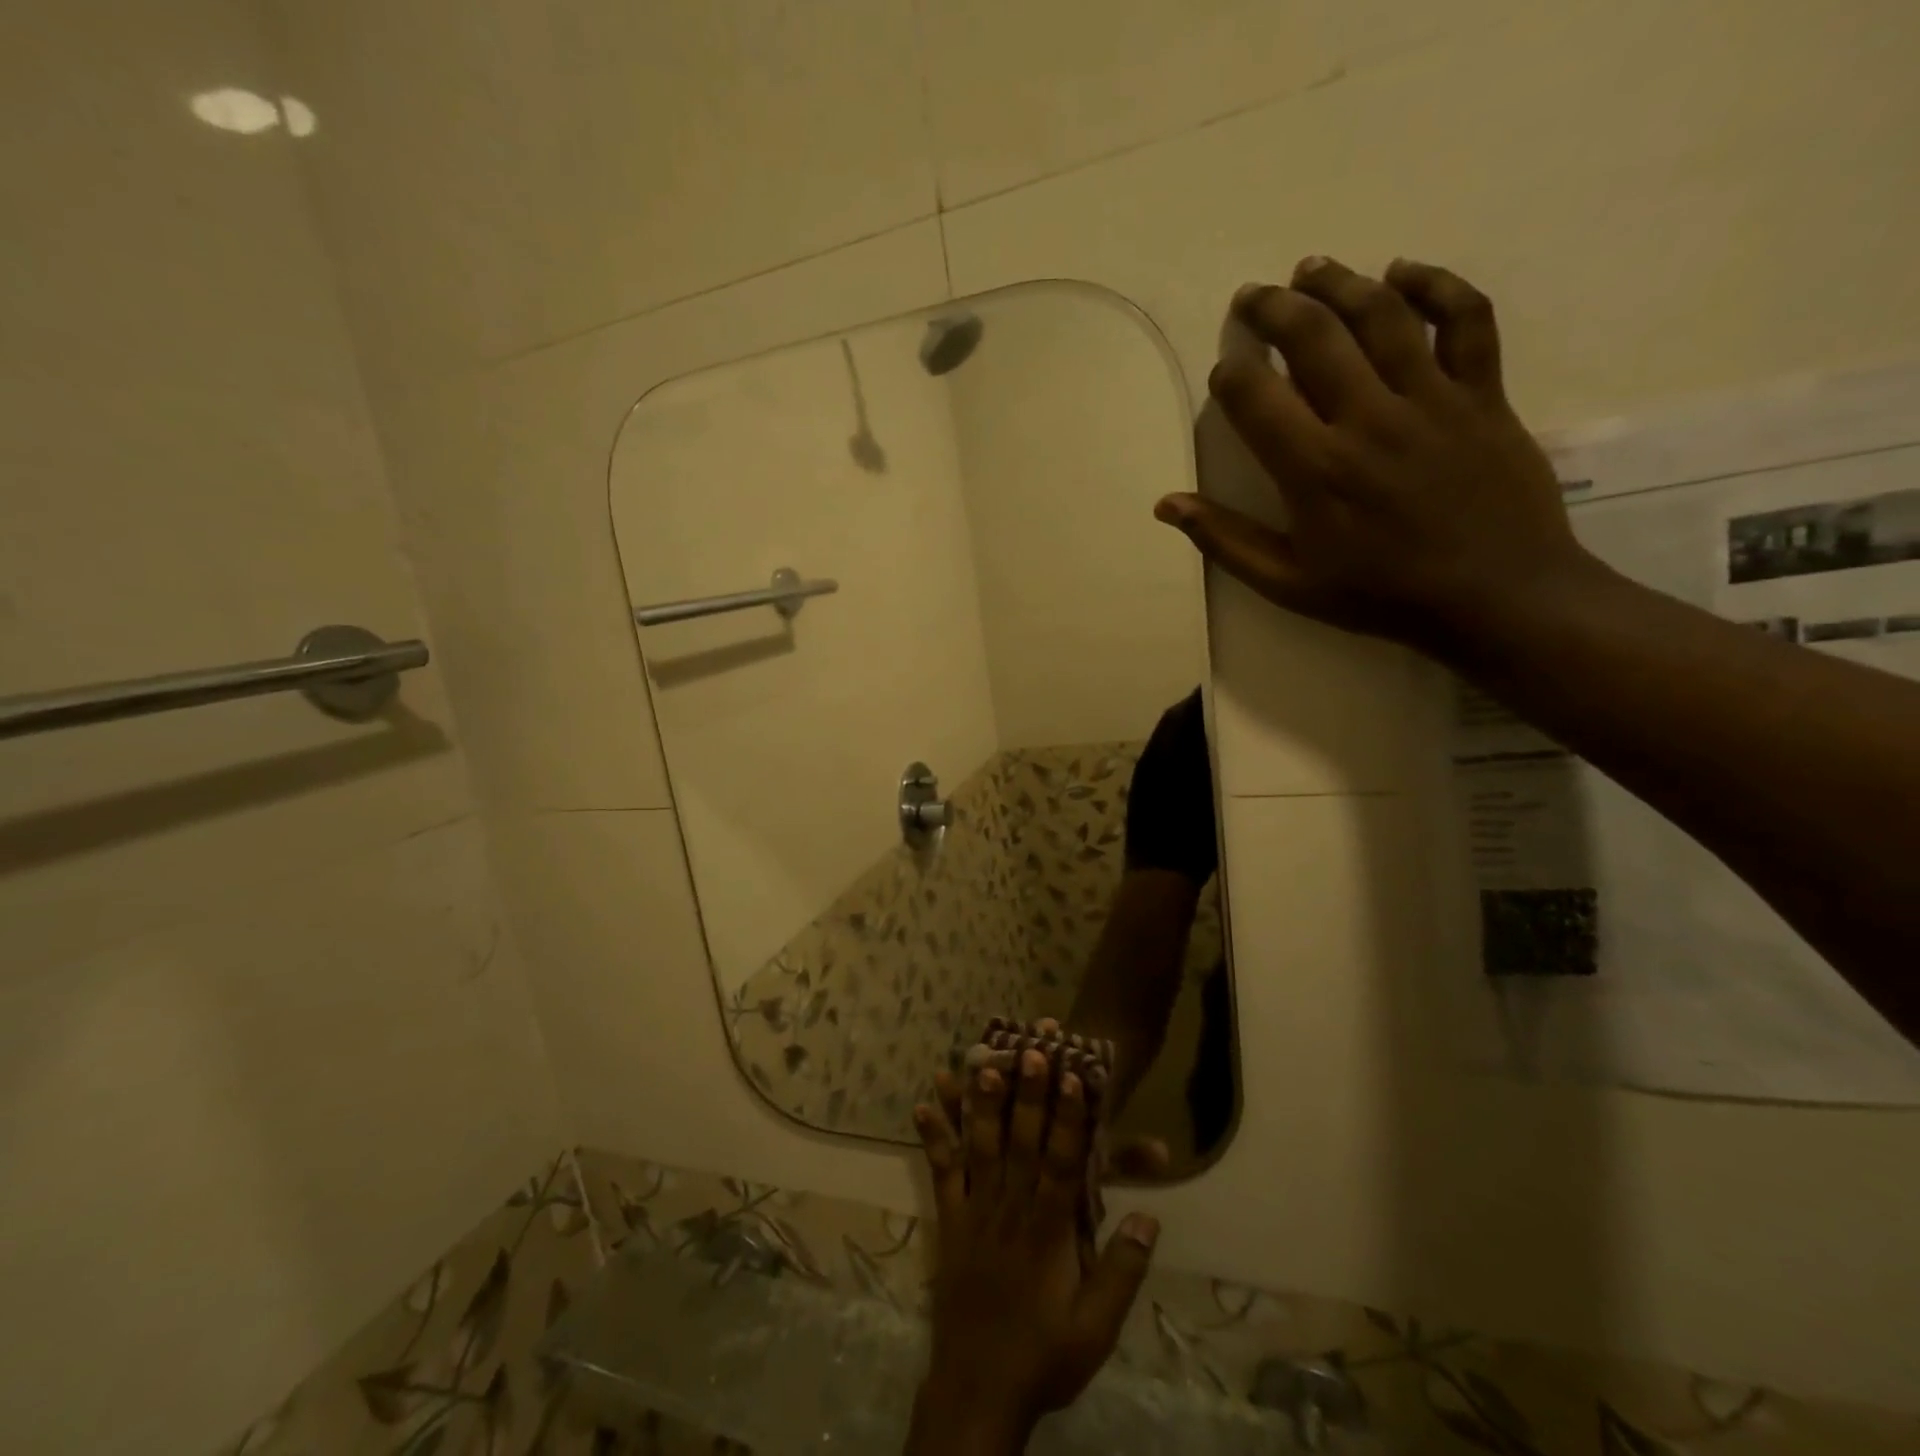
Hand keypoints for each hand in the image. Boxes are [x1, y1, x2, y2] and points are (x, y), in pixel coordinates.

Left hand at [908, 1054, 1159, 1452]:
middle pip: (1021, 1143)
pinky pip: (941, 1172)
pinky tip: (923, 1103)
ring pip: (980, 1148)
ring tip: (980, 1061)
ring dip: (982, 1104)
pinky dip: (934, 1136)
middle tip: (1029, 1050)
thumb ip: (1122, 1272)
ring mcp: (975, 1212)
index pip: (1063, 1164)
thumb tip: (1149, 1217)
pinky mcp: (949, 1220)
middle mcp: (1010, 1210)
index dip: (1069, 1119)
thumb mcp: (1096, 1330)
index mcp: (1049, 1233)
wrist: (977, 1391)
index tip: (1073, 1077)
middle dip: (1027, 1095)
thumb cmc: (1044, 1357)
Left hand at [1124, 687, 1217, 885]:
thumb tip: (1218, 731)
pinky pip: (1160, 760)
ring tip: (1215, 729)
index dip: (1197, 701)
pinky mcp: (1142, 792)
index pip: (1179, 716)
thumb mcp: (1211, 799)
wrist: (1159, 876)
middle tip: (1222, 707)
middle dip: (1192, 713)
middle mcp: (1149, 761)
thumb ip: (1212, 763)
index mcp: (1164, 758)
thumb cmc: (1190, 841)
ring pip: (1165, 742)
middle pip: (1170, 726)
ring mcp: (1143, 777)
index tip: (1221, 690)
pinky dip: (1177, 752)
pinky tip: (1197, 760)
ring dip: (1184, 732)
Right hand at [1156, 257, 1597, 659]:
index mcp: (1314, 469)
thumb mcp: (1287, 583)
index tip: (1223, 371)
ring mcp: (1431, 399)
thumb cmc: (1379, 594)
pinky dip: (1436, 286)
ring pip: (1381, 316)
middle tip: (1252, 296)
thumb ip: (1225, 540)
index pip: (1256, 397)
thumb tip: (1167, 504)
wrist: (1495, 596)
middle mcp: (1367, 419)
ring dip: (1339, 284)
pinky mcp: (1483, 393)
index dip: (1231, 374)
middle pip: (1313, 338)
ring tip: (1310, 268)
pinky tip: (1404, 271)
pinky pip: (1465, 319)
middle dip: (1273, 309)